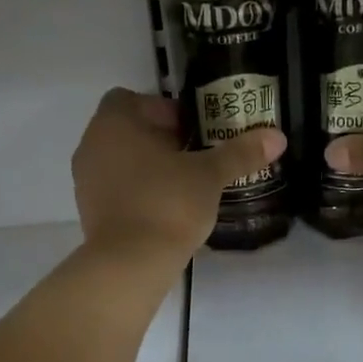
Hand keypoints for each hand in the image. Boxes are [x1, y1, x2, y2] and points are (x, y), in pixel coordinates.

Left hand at [73, 89, 285, 266]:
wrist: (131, 263)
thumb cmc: (168, 204)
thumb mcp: (209, 176)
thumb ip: (240, 153)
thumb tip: (277, 136)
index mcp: (114, 123)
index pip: (131, 99)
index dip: (162, 110)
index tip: (190, 131)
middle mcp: (92, 145)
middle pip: (125, 130)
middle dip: (158, 139)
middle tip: (193, 157)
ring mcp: (85, 181)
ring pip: (119, 161)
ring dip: (147, 166)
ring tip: (182, 185)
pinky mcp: (89, 212)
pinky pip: (115, 189)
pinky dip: (136, 192)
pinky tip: (164, 210)